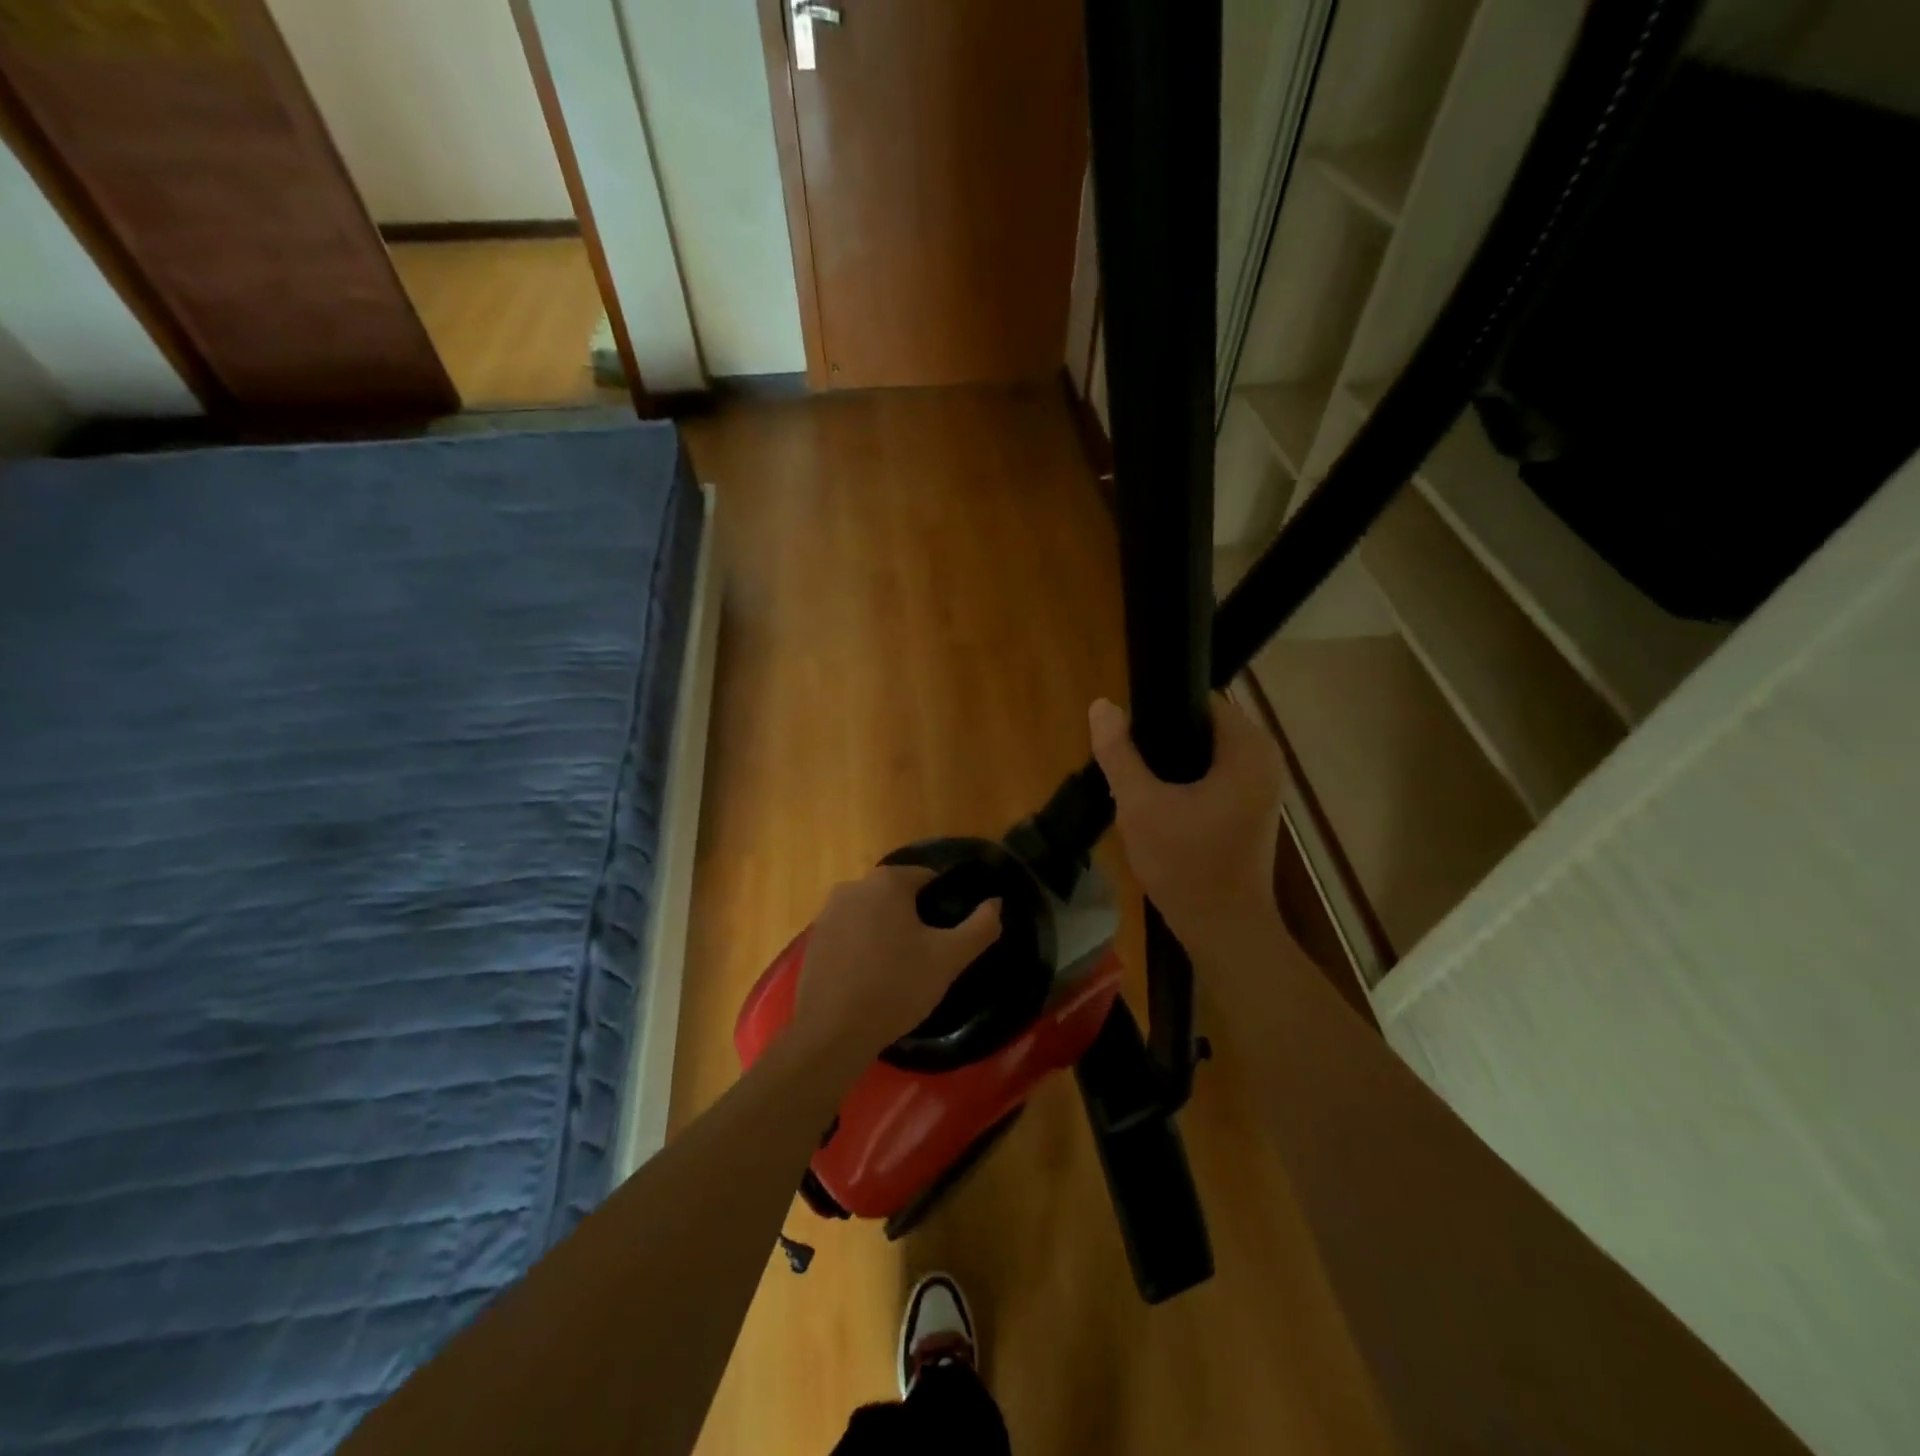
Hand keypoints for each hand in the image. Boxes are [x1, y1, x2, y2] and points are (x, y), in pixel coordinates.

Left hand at [790, 866, 1001, 1069]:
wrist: (832, 1033)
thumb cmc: (896, 987)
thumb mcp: (949, 958)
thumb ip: (980, 926)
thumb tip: (996, 902)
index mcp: (887, 881)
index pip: (928, 878)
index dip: (944, 903)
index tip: (950, 934)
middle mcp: (853, 886)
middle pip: (897, 895)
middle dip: (915, 918)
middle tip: (929, 955)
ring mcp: (828, 912)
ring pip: (872, 915)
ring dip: (888, 932)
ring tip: (902, 971)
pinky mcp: (814, 940)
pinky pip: (850, 934)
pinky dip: (864, 948)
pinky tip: (872, 979)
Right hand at [1089, 694, 1284, 947]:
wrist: (1222, 930)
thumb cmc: (1185, 865)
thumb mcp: (1140, 805)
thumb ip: (1118, 752)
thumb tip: (1102, 705)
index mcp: (1248, 748)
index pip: (1197, 701)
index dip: (1156, 711)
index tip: (1125, 736)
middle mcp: (1264, 759)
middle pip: (1199, 727)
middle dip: (1159, 742)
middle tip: (1124, 765)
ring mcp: (1260, 786)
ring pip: (1202, 755)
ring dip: (1168, 766)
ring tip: (1133, 784)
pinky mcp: (1250, 808)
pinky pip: (1211, 777)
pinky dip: (1183, 784)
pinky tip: (1155, 803)